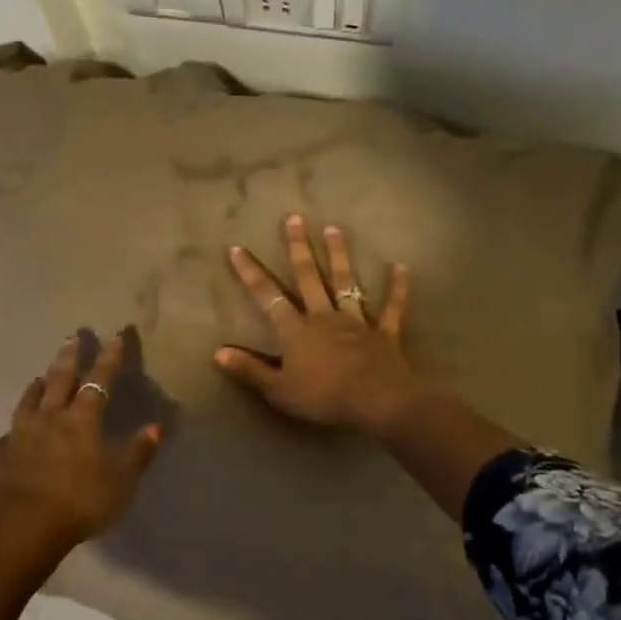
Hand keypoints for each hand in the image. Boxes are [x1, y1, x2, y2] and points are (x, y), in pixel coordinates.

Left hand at [0, 332, 163, 551]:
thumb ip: (138, 453)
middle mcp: (49, 418)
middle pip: (59, 379)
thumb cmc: (78, 501)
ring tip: (39, 376)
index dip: (110, 358)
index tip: (116, 334)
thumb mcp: (120, 481)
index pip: (99, 381)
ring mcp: (19, 435)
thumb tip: (156, 426)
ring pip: (28, 402)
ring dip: (36, 387)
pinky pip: (7, 438)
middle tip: (71, 335)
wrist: (20, 527)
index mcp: (81, 420)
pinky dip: (12, 432)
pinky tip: (10, 435)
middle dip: (68, 357)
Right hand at [215, 215, 424, 435]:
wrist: (376, 400)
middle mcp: (323, 316)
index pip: (267, 296)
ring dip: (339, 255)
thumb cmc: (323, 396)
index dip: (250, 272)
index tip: (237, 247)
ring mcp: (355, 322)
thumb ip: (250, 370)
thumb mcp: (278, 390)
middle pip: (308, 277)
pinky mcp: (384, 333)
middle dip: (299, 247)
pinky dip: (398, 289)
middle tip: (295, 218)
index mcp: (296, 330)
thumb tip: (218, 353)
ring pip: (345, 283)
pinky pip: (392, 308)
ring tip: (334, 228)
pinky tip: (402, 267)